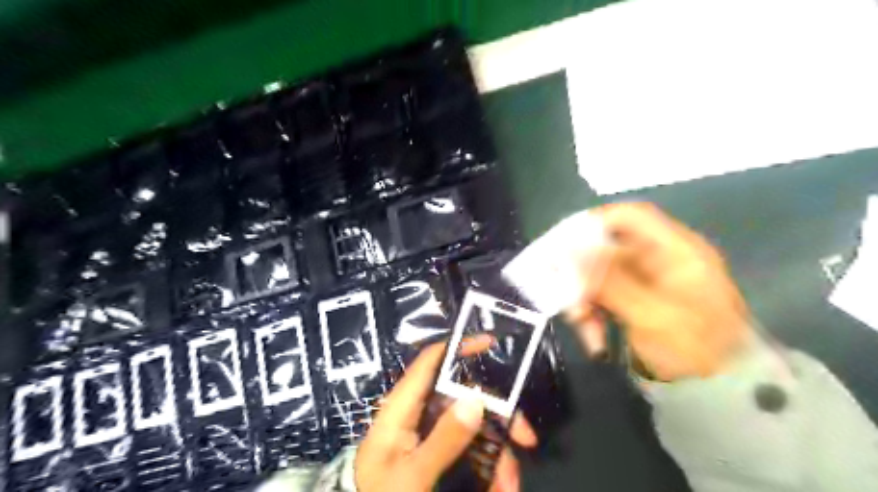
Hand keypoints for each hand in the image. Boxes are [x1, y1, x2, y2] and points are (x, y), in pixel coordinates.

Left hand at [355, 335, 534, 490]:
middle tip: (527, 439)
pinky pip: (468, 449)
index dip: (457, 347)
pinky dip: (487, 467)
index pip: (430, 362)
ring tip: (510, 486)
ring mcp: (429, 433)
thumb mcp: (413, 474)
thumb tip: (477, 399)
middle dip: (498, 418)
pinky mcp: (436, 451)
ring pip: (472, 427)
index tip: (490, 343)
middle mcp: (419, 413)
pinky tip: (499, 488)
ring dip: (497, 453)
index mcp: (402, 407)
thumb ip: (444, 438)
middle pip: (464, 398)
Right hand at [569, 202, 754, 382]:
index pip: (630, 217)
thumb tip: (570, 252)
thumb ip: (610, 282)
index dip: (594, 223)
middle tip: (566, 296)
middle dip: (581, 274)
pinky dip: (593, 313)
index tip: (563, 245)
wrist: (719, 391)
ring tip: (582, 326)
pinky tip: (593, 339)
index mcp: (675, 251)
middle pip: (607, 248)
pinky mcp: (635, 300)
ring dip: (584, 298)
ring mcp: (645, 280)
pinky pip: (602, 296)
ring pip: (598, 275)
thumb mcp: (653, 315)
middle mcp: (658, 259)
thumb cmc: (696, 350)